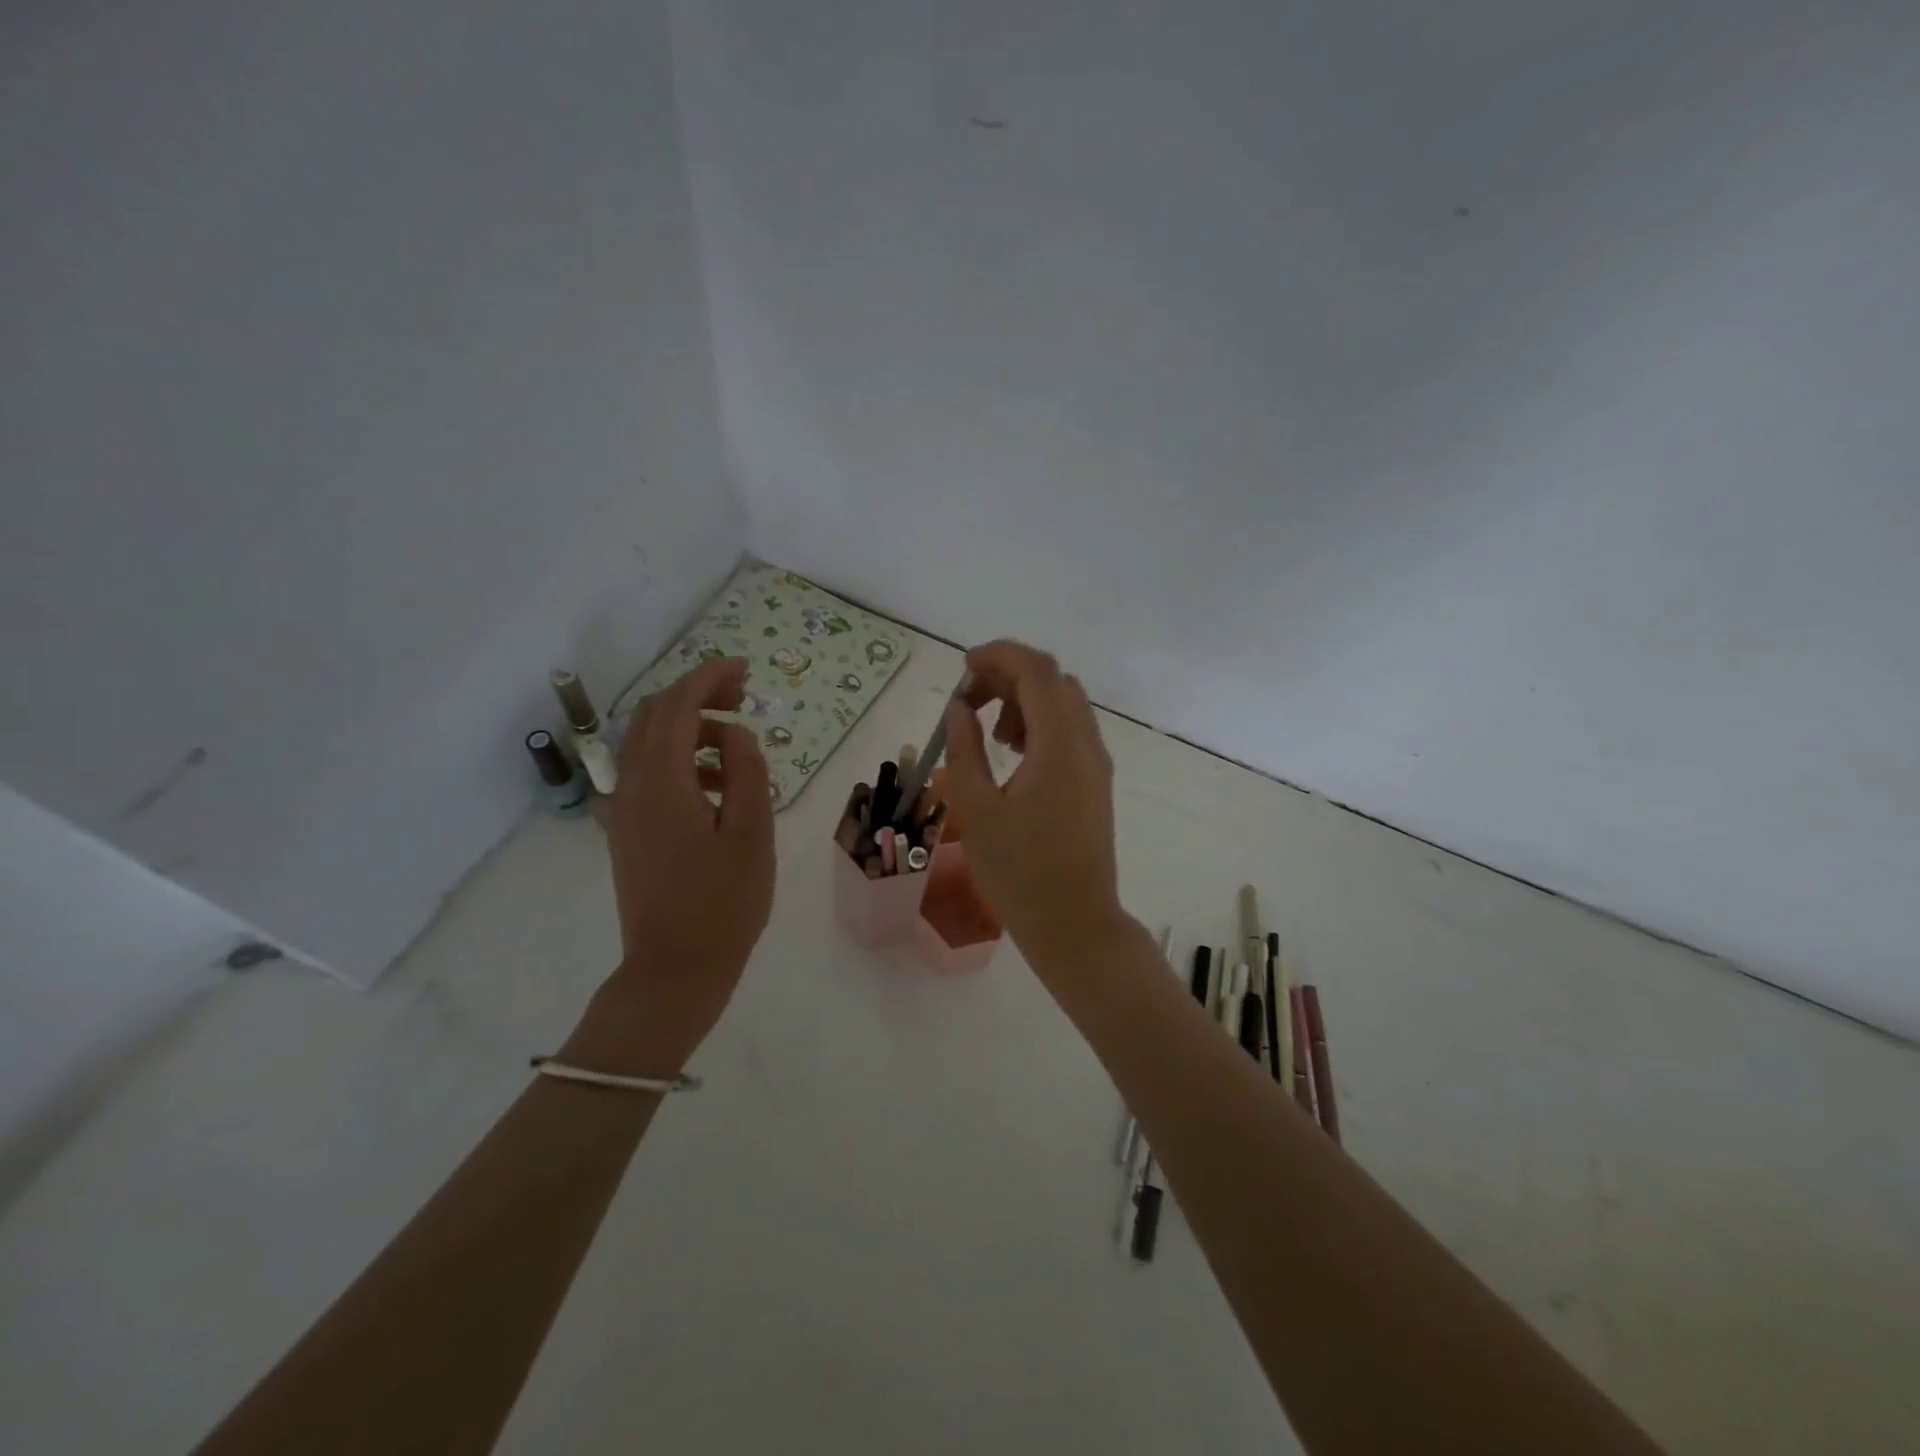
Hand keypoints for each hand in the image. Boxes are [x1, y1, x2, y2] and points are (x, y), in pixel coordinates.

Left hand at [568, 657, 775, 1075]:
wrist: (673, 970)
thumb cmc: (723, 904)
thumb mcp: (751, 834)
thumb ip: (746, 772)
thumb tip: (735, 735)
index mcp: (662, 783)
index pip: (677, 706)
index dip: (709, 678)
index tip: (744, 669)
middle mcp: (631, 786)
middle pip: (653, 716)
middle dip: (695, 695)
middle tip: (741, 697)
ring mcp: (623, 810)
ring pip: (646, 743)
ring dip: (687, 727)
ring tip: (735, 744)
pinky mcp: (626, 830)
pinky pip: (646, 773)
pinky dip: (678, 758)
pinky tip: (714, 784)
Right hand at [942, 641, 1128, 964]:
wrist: (1075, 925)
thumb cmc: (1019, 872)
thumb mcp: (976, 810)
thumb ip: (964, 749)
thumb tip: (959, 707)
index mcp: (1059, 745)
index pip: (1037, 670)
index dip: (999, 655)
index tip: (964, 667)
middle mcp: (1086, 744)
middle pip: (1053, 681)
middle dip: (1008, 676)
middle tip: (968, 700)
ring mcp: (1096, 764)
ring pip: (1064, 704)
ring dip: (1024, 700)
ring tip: (989, 732)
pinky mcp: (1095, 783)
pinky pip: (1070, 731)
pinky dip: (1039, 724)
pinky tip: (1012, 755)